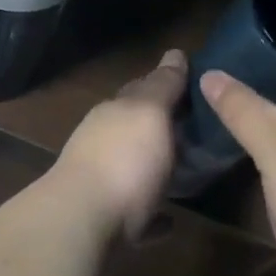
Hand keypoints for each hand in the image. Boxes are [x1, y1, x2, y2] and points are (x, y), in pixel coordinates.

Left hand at [54, 50, 187, 240]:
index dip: (165, 85)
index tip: (193, 87)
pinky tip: (168, 221)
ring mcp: (99, 179)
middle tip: (194, 131)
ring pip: (131, 166)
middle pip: (134, 127)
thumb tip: (174, 52)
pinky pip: (134, 213)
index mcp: (115, 110)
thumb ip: (163, 85)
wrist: (81, 222)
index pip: (141, 88)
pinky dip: (151, 214)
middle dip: (159, 126)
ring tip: (184, 173)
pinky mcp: (103, 219)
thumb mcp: (150, 113)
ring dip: (153, 167)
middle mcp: (103, 139)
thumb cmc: (124, 160)